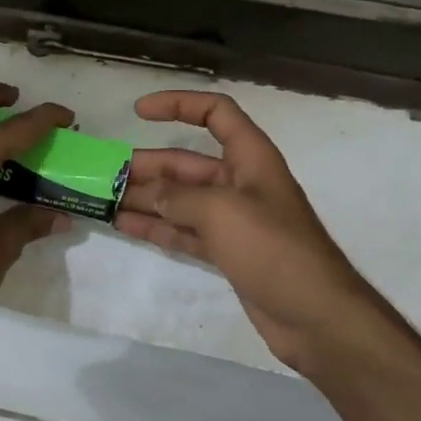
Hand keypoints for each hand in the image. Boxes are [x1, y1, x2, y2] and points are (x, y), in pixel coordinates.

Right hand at [117, 91, 383, 370]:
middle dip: (149, 166)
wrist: (315, 316)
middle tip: (106, 175)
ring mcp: (234, 220)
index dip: (179, 104)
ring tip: (106, 200)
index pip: (216, 113)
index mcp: (251, 157)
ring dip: (147, 198)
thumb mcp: (223, 211)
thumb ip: (181, 198)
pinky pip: (185, 232)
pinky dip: (158, 228)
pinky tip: (126, 225)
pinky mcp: (228, 252)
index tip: (138, 111)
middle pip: (188, 163)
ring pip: (182, 200)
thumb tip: (151, 195)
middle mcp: (241, 183)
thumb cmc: (273, 249)